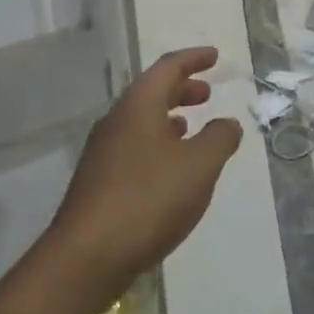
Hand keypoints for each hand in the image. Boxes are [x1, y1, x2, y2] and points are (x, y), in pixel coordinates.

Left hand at [46, 48, 242, 309]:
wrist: (86, 257)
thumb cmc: (148, 199)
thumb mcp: (198, 166)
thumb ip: (219, 139)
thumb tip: (228, 123)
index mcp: (138, 105)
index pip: (168, 67)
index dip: (194, 59)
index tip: (214, 56)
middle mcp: (116, 120)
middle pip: (151, 92)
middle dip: (181, 89)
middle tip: (207, 94)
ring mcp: (103, 151)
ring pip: (141, 120)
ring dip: (168, 118)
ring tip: (191, 127)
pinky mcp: (98, 181)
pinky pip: (134, 146)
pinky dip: (157, 143)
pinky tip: (168, 168)